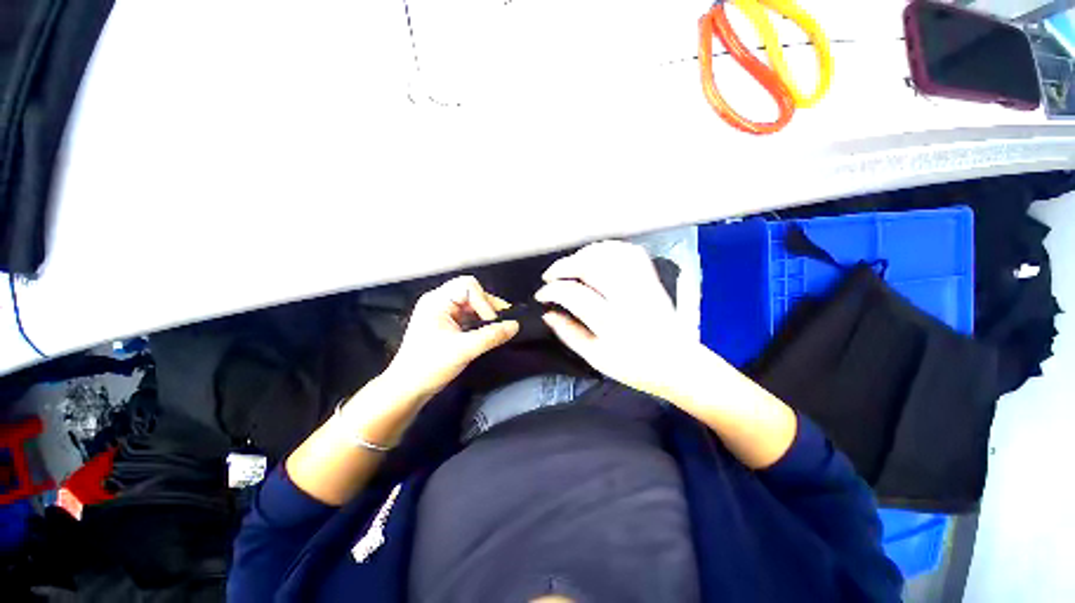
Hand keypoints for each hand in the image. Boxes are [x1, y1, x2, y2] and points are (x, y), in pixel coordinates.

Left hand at [384, 276, 518, 403]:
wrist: (407, 389)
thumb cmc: (430, 366)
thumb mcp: (463, 350)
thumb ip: (491, 336)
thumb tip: (515, 325)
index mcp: (437, 301)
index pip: (468, 286)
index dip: (483, 301)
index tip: (491, 322)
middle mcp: (439, 302)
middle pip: (471, 293)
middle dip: (488, 307)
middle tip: (503, 323)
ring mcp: (442, 313)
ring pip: (472, 305)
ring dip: (486, 316)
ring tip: (498, 329)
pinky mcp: (446, 325)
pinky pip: (469, 316)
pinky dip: (480, 323)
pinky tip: (488, 334)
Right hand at [535, 241, 695, 399]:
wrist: (678, 365)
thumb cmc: (635, 367)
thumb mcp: (595, 358)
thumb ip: (569, 334)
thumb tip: (548, 314)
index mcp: (613, 324)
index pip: (574, 295)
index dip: (552, 290)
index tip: (541, 295)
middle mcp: (629, 299)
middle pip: (591, 266)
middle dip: (564, 266)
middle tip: (551, 276)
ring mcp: (643, 285)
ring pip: (610, 254)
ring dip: (584, 254)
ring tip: (570, 264)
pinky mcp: (652, 279)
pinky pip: (630, 252)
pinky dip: (609, 248)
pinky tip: (596, 256)